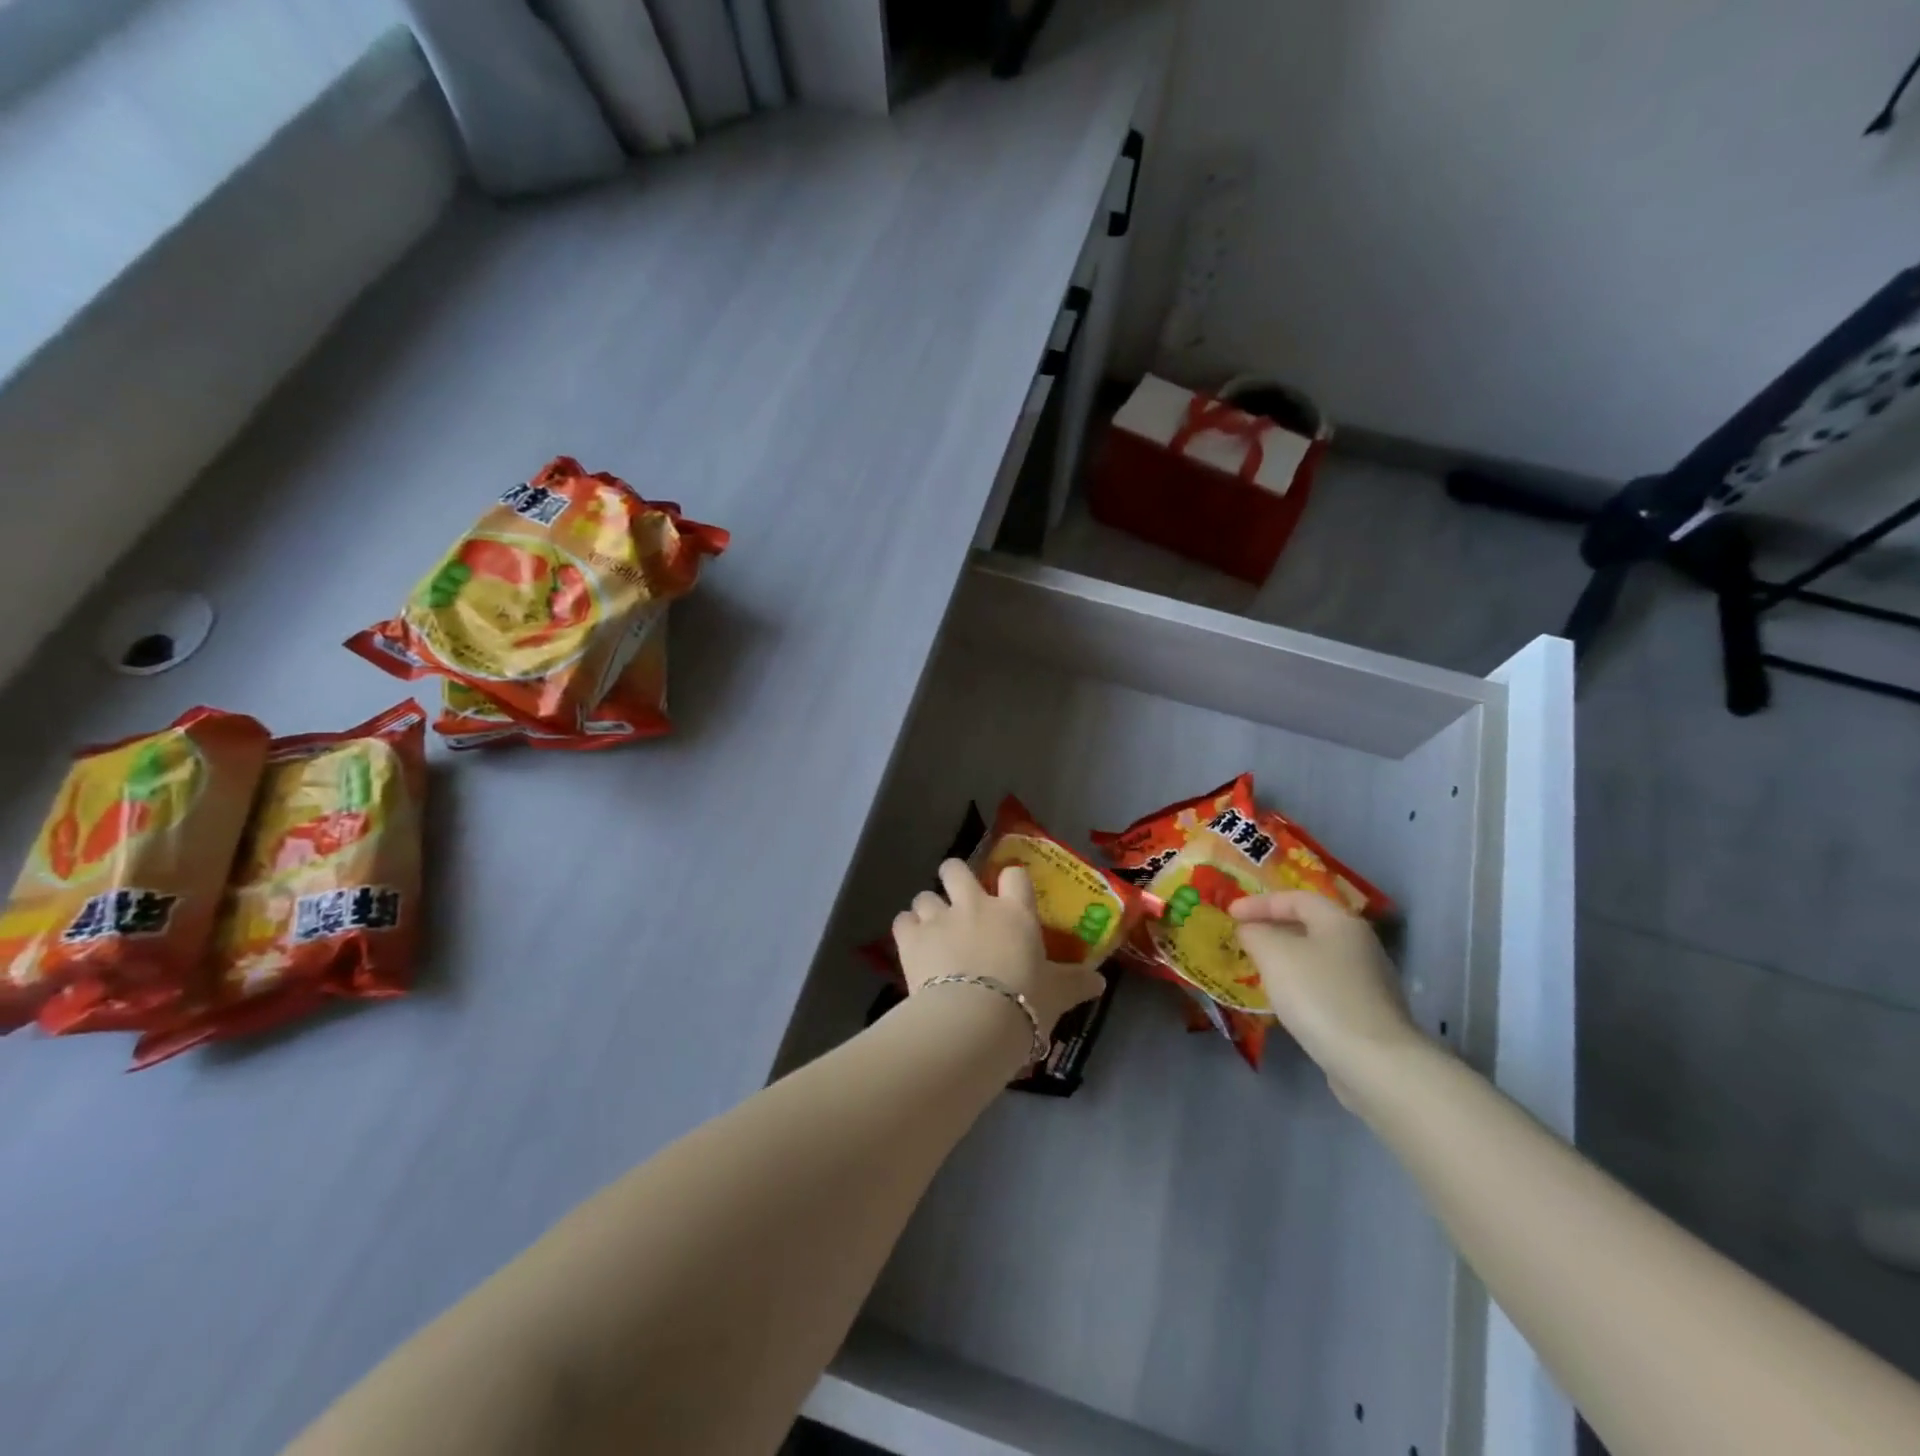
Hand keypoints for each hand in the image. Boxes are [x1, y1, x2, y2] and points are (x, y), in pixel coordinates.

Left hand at [894, 861, 1106, 1037]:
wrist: (974, 1020)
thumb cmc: (1024, 1002)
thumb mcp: (1057, 995)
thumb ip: (1076, 984)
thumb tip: (1100, 982)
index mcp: (1014, 912)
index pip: (1014, 875)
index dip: (1010, 880)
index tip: (1007, 892)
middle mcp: (975, 905)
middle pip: (956, 868)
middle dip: (954, 877)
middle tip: (958, 898)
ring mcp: (940, 918)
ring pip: (925, 895)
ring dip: (928, 908)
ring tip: (932, 928)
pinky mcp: (911, 938)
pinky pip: (902, 920)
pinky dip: (906, 930)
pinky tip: (911, 945)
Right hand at [1230, 891, 1425, 1104]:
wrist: (1374, 1063)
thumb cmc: (1319, 995)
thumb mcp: (1274, 954)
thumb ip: (1255, 933)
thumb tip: (1250, 929)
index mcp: (1340, 922)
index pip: (1296, 898)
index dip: (1260, 902)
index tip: (1230, 914)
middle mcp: (1360, 945)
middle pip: (1310, 926)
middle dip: (1273, 929)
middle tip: (1244, 939)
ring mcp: (1368, 981)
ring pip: (1317, 958)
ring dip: (1286, 959)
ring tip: (1258, 969)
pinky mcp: (1368, 1014)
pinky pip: (1325, 986)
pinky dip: (1301, 985)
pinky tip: (1286, 1001)